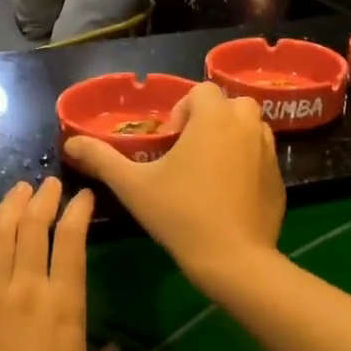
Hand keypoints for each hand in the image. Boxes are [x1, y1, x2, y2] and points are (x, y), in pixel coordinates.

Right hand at [62, 81, 285, 289]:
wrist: (232, 259)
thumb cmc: (180, 214)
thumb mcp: (133, 185)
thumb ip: (102, 159)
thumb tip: (71, 143)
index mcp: (214, 118)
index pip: (201, 91)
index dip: (182, 110)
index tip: (169, 142)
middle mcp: (247, 126)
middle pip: (231, 104)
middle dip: (210, 119)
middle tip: (189, 151)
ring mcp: (268, 152)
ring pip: (251, 128)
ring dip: (231, 137)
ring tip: (209, 169)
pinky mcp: (279, 178)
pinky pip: (262, 156)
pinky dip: (247, 162)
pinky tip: (229, 194)